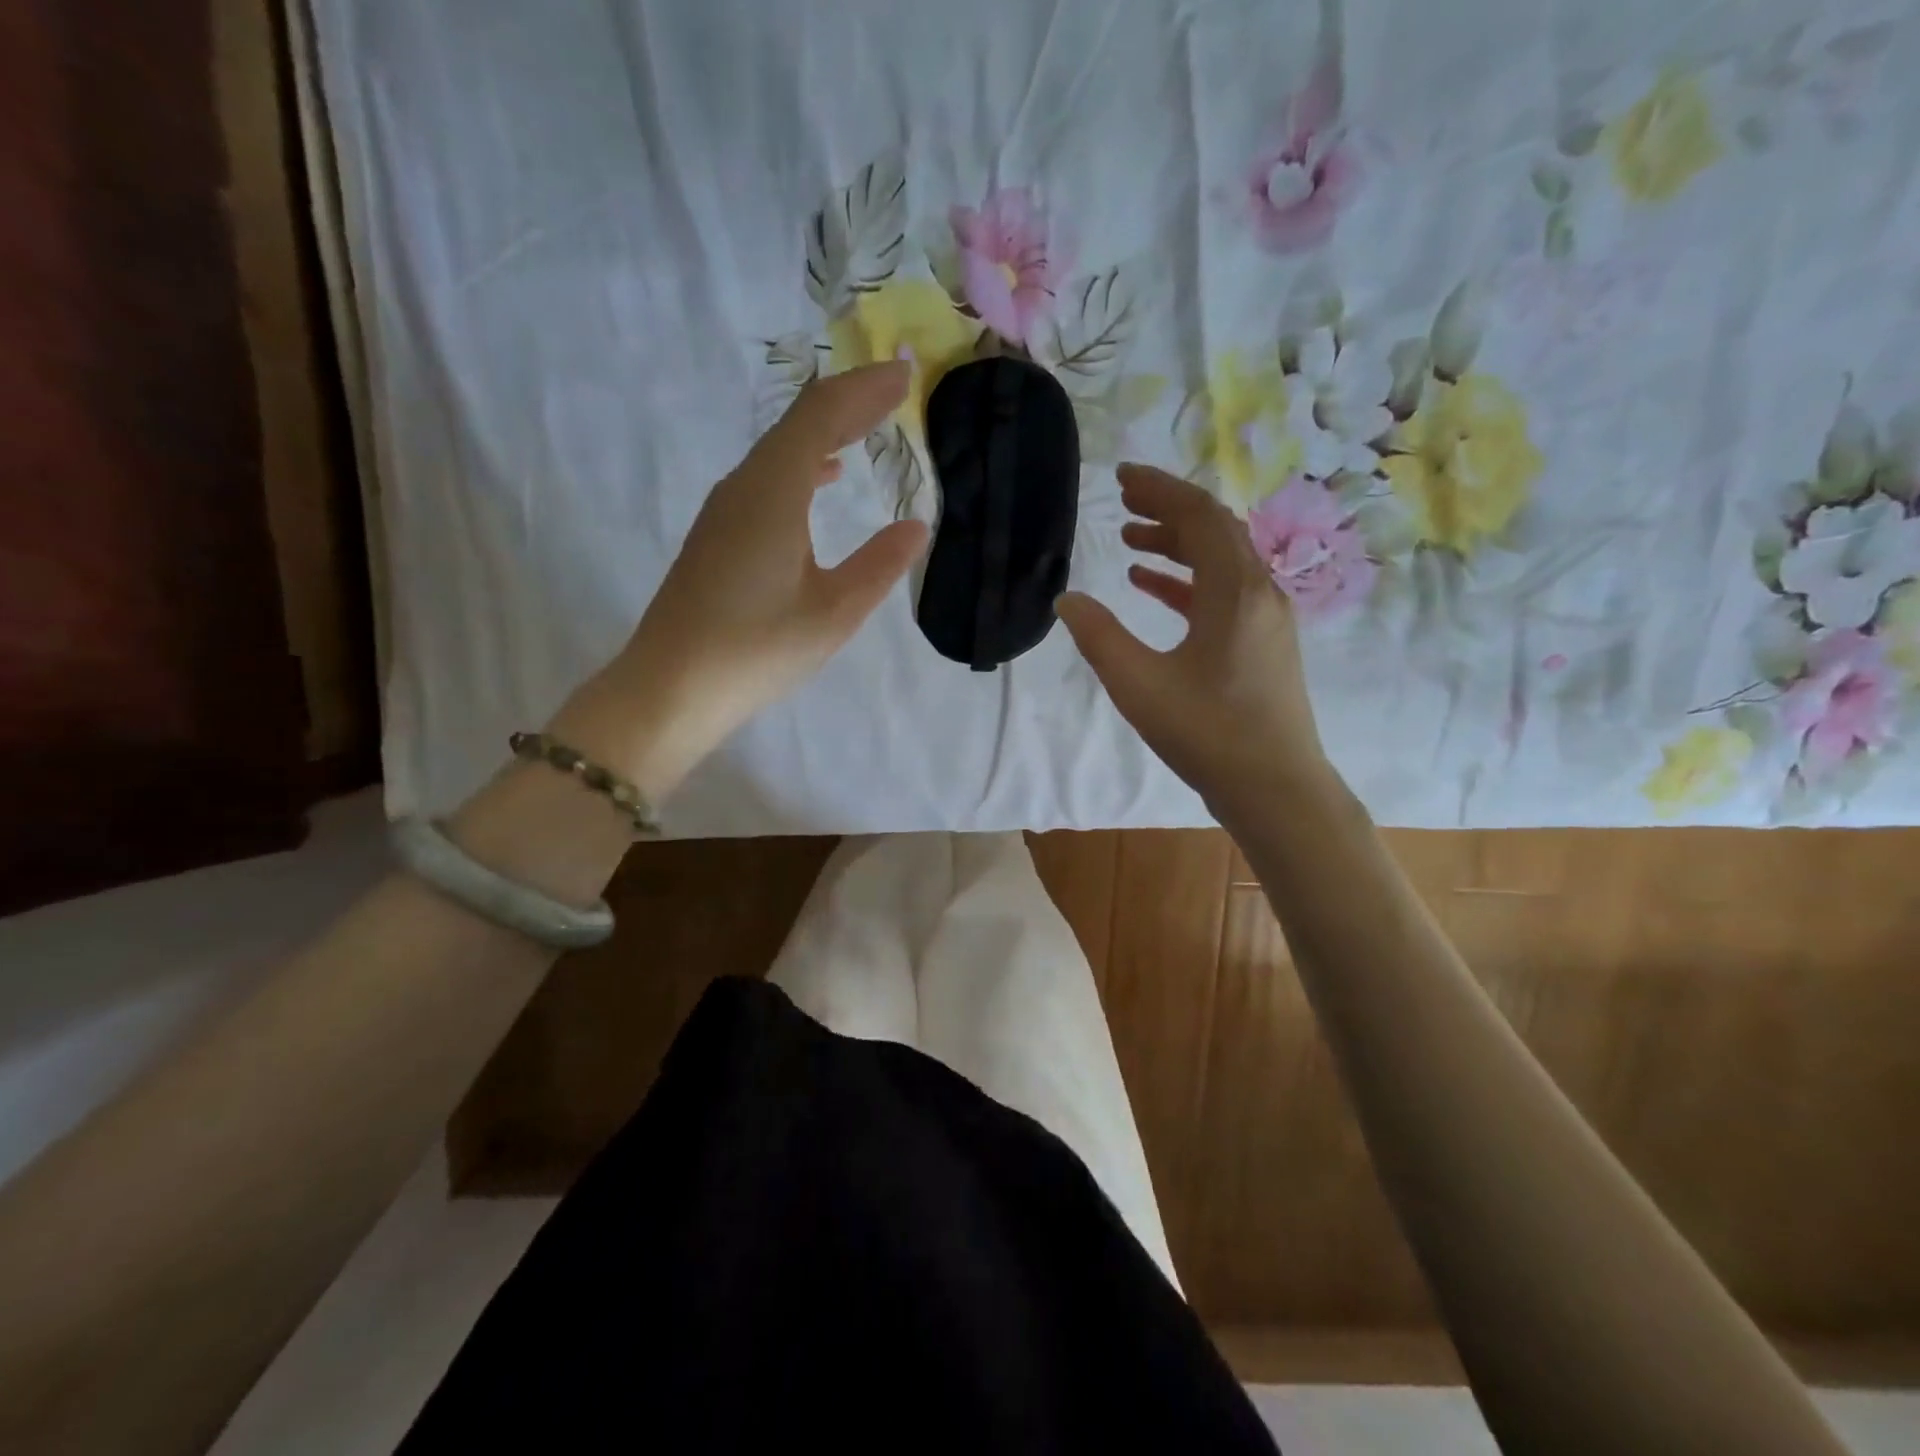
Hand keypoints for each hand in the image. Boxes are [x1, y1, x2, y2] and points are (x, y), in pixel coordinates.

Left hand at [555, 362, 927, 797]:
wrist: (671, 688)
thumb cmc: (756, 650)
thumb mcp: (833, 613)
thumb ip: (878, 565)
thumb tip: (914, 526)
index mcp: (773, 493)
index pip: (821, 418)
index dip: (864, 391)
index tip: (905, 375)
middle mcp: (744, 487)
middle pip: (799, 424)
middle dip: (849, 402)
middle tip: (895, 389)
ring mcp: (725, 509)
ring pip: (781, 449)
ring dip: (826, 430)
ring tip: (868, 424)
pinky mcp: (717, 534)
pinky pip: (767, 477)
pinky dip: (804, 463)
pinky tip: (823, 478)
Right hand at [1055, 464, 1329, 814]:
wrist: (1274, 788)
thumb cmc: (1207, 733)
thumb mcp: (1139, 684)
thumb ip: (1099, 637)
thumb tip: (1068, 600)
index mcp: (1235, 590)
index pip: (1199, 516)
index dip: (1160, 489)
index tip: (1122, 477)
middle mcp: (1259, 592)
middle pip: (1214, 530)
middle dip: (1168, 509)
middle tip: (1122, 500)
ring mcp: (1266, 618)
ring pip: (1220, 562)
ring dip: (1177, 545)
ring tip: (1131, 541)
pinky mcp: (1262, 644)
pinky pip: (1224, 594)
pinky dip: (1187, 582)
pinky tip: (1152, 587)